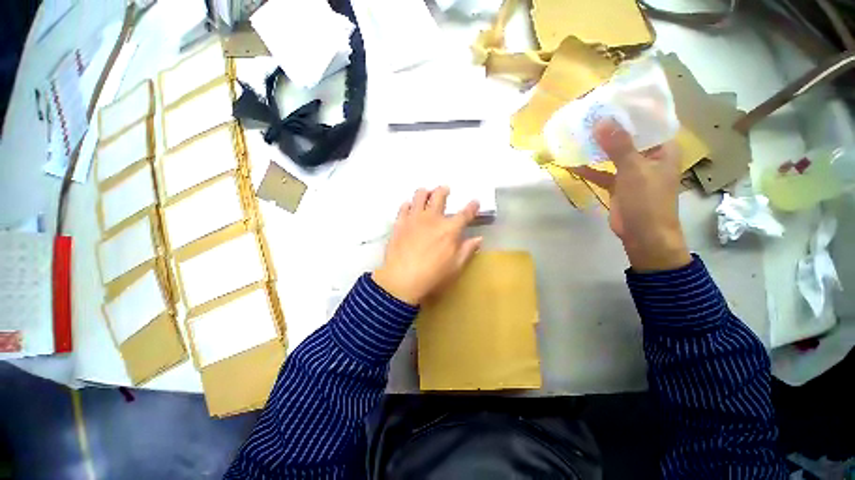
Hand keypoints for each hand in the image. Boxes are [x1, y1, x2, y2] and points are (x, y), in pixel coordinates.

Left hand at [373, 187, 482, 304]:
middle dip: (444, 190)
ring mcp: (414, 219)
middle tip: (445, 189)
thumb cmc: (433, 275)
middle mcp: (432, 218)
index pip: (465, 214)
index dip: (472, 206)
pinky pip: (404, 207)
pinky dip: (408, 204)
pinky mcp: (400, 223)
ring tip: (426, 192)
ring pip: (419, 196)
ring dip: (425, 192)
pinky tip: (409, 206)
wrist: (402, 279)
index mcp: (449, 229)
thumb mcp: (455, 266)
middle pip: (439, 197)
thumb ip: (467, 250)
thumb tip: (479, 238)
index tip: (475, 201)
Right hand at [571, 121, 690, 271]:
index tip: (612, 99)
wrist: (644, 235)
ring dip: (597, 147)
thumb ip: (619, 146)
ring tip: (578, 133)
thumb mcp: (634, 170)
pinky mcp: (618, 185)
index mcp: (662, 148)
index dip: (632, 109)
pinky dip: (588, 169)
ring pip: (613, 154)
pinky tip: (570, 163)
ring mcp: (632, 171)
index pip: (649, 121)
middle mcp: (648, 156)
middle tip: (589, 114)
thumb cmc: (648, 201)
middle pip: (628, 136)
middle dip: (610, 126)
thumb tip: (602, 122)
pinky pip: (601, 172)